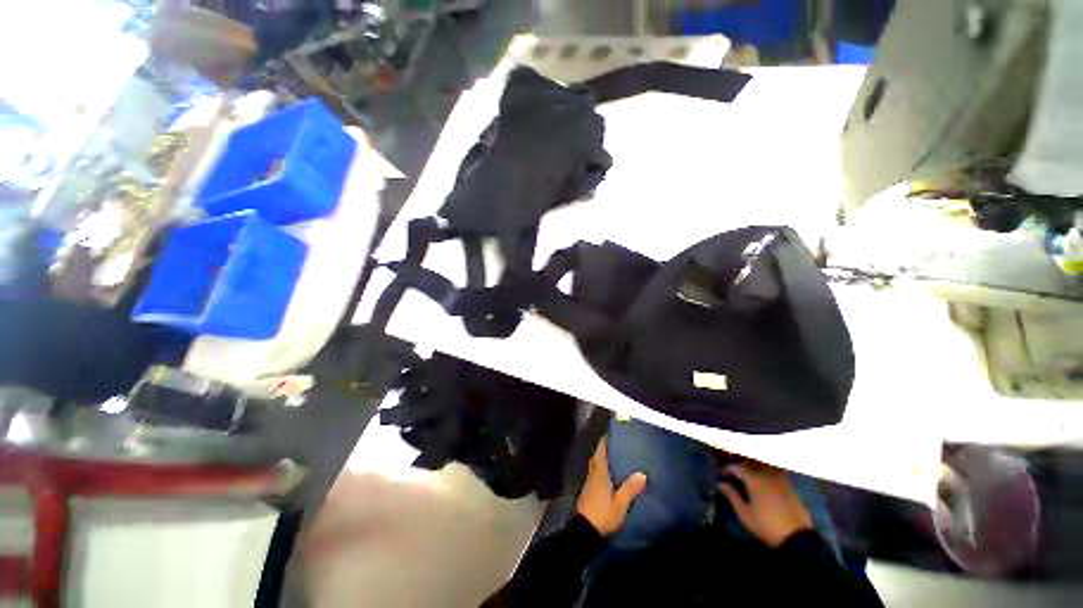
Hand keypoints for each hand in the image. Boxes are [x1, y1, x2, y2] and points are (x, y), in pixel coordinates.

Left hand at [576, 437, 647, 536]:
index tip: (609, 434)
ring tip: (612, 459)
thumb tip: (642, 474)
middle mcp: (592, 475)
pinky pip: (594, 476)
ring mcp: (589, 485)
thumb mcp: (620, 504)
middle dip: (602, 450)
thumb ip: (630, 489)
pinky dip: (600, 472)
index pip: (600, 453)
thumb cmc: (603, 514)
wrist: (584, 532)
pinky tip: (607, 478)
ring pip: (594, 467)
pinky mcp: (587, 494)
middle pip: (596, 458)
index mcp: (599, 474)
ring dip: (600, 461)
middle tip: (612, 446)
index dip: (603, 442)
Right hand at [718, 462, 811, 547]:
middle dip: (739, 467)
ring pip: (763, 468)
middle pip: (750, 464)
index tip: (721, 474)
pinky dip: (765, 474)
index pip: (737, 467)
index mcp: (755, 480)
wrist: (796, 538)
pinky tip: (762, 483)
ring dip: (752, 469)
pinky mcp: (789, 487)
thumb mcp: (744, 513)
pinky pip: (774, 474)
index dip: (727, 469)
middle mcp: (767, 475)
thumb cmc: (766, 525)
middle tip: (732, 475)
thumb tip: (720, 483)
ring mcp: (780, 480)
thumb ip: (731, 495)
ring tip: (746, 477)